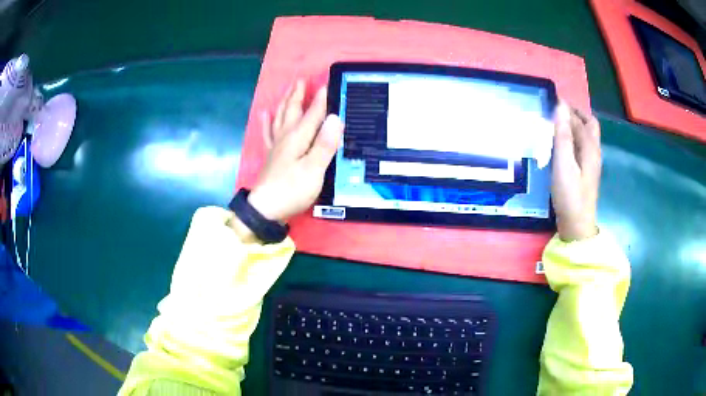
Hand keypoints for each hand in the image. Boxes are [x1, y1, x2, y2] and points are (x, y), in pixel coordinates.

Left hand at [248, 80, 343, 222]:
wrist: (265, 209)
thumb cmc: (292, 190)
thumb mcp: (314, 170)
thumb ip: (325, 144)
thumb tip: (335, 118)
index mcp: (298, 138)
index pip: (313, 113)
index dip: (321, 99)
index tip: (328, 83)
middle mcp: (286, 137)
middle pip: (292, 110)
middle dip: (298, 95)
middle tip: (302, 80)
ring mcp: (276, 146)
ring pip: (280, 117)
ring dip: (285, 102)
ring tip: (288, 90)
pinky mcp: (271, 155)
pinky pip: (268, 132)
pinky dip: (267, 121)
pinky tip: (265, 113)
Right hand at [551, 101, 600, 240]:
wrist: (577, 225)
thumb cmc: (570, 194)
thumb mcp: (564, 163)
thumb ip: (563, 134)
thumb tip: (561, 106)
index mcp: (590, 147)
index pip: (580, 118)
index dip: (567, 108)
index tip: (551, 101)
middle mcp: (594, 151)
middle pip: (589, 125)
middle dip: (574, 114)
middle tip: (556, 113)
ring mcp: (591, 162)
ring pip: (586, 136)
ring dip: (573, 126)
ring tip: (556, 126)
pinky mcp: (586, 172)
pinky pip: (581, 147)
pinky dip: (573, 139)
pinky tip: (561, 146)